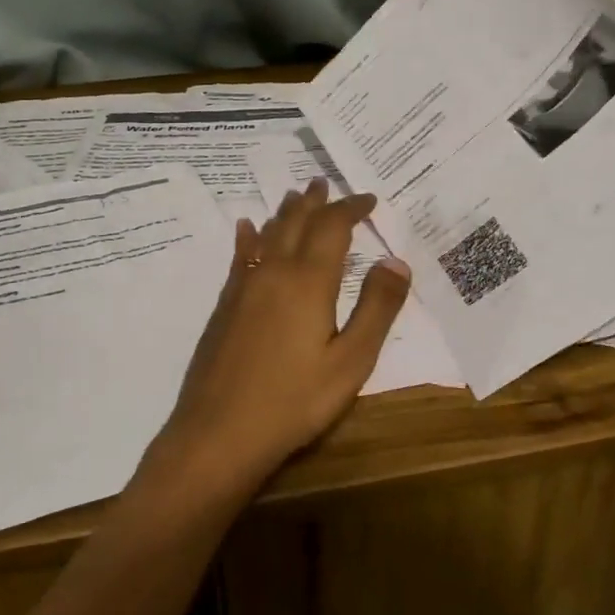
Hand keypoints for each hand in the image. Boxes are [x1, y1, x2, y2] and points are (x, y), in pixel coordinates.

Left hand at [145, 180, 411, 496]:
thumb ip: (376, 309)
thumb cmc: (294, 401)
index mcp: (309, 281)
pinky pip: (241, 256)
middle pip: (295, 222)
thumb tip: (396, 260)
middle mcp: (274, 272)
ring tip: (295, 196)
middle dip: (315, 201)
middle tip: (325, 182)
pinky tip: (247, 228)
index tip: (369, 199)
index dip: (351, 208)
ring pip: (267, 234)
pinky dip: (249, 237)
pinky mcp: (225, 305)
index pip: (332, 227)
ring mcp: (244, 287)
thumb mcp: (351, 361)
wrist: (219, 431)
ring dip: (285, 212)